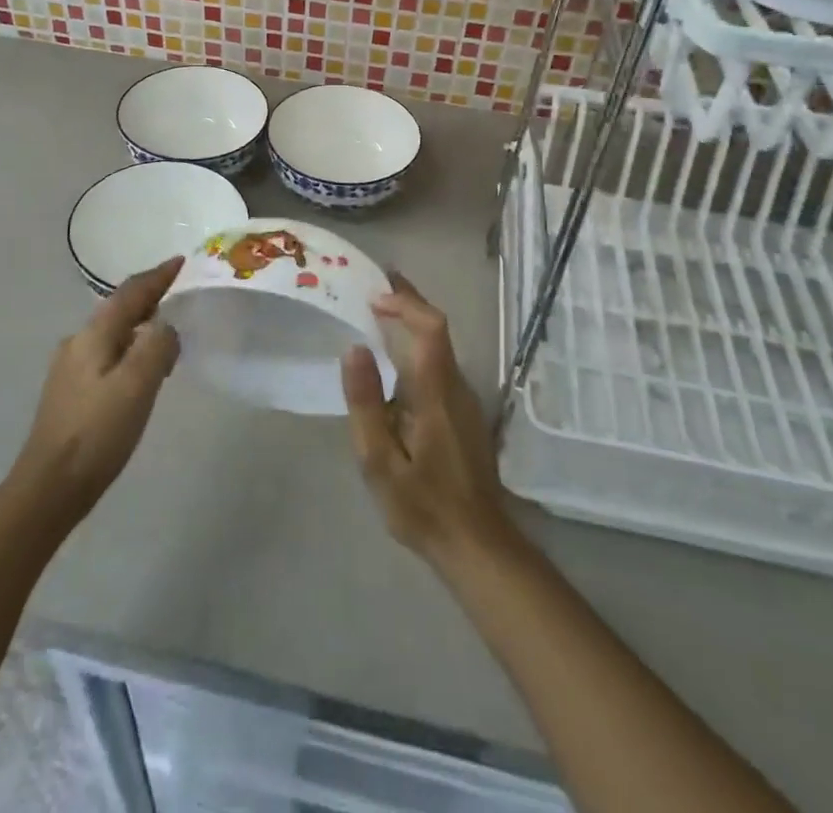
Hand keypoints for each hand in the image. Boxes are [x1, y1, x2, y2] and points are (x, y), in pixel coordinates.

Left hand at [10, 258, 182, 526]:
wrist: (48, 488)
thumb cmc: (97, 432)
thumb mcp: (137, 384)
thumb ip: (157, 346)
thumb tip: (165, 327)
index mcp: (94, 334)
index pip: (131, 292)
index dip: (158, 276)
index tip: (181, 262)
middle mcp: (78, 343)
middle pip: (120, 310)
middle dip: (150, 300)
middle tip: (180, 298)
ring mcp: (70, 368)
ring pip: (113, 334)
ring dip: (141, 328)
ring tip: (169, 339)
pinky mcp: (70, 393)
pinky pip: (108, 357)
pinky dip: (131, 352)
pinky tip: (142, 373)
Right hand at [341, 273, 516, 569]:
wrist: (478, 546)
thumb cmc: (423, 506)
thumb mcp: (380, 462)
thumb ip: (366, 404)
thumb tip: (354, 348)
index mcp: (436, 392)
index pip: (430, 328)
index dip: (405, 303)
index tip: (373, 295)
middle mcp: (457, 386)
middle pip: (437, 329)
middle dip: (407, 302)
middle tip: (373, 287)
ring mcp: (465, 400)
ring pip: (440, 346)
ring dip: (412, 322)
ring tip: (377, 315)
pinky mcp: (464, 414)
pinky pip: (440, 364)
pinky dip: (417, 346)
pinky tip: (395, 360)